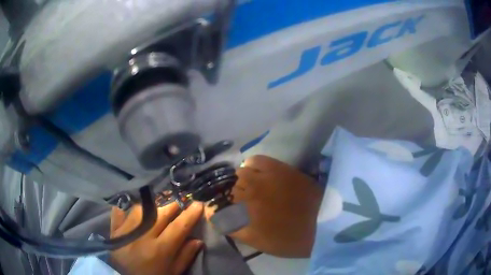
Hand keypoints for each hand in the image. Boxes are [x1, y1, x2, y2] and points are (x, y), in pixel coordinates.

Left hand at [110, 202, 202, 274]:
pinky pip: (119, 212)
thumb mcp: (172, 273)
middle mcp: (142, 236)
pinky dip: (126, 206)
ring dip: (153, 204)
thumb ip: (184, 256)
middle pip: (160, 214)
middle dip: (173, 205)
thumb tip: (197, 240)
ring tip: (160, 203)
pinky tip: (132, 205)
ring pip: (141, 209)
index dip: (190, 215)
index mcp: (160, 250)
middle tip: (180, 201)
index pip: (178, 227)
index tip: (199, 204)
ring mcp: (126, 231)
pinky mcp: (114, 230)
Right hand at [205, 155, 322, 257]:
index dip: (212, 211)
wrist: (322, 221)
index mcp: (242, 221)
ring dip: (236, 182)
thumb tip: (222, 218)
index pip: (213, 211)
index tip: (216, 212)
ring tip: (245, 186)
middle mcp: (246, 198)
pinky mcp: (276, 168)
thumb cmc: (291, 240)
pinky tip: (257, 173)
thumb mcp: (260, 242)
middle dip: (223, 196)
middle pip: (222, 190)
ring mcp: (261, 180)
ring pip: (235, 175)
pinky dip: (251, 166)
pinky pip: (254, 160)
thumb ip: (236, 230)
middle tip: (233, 200)